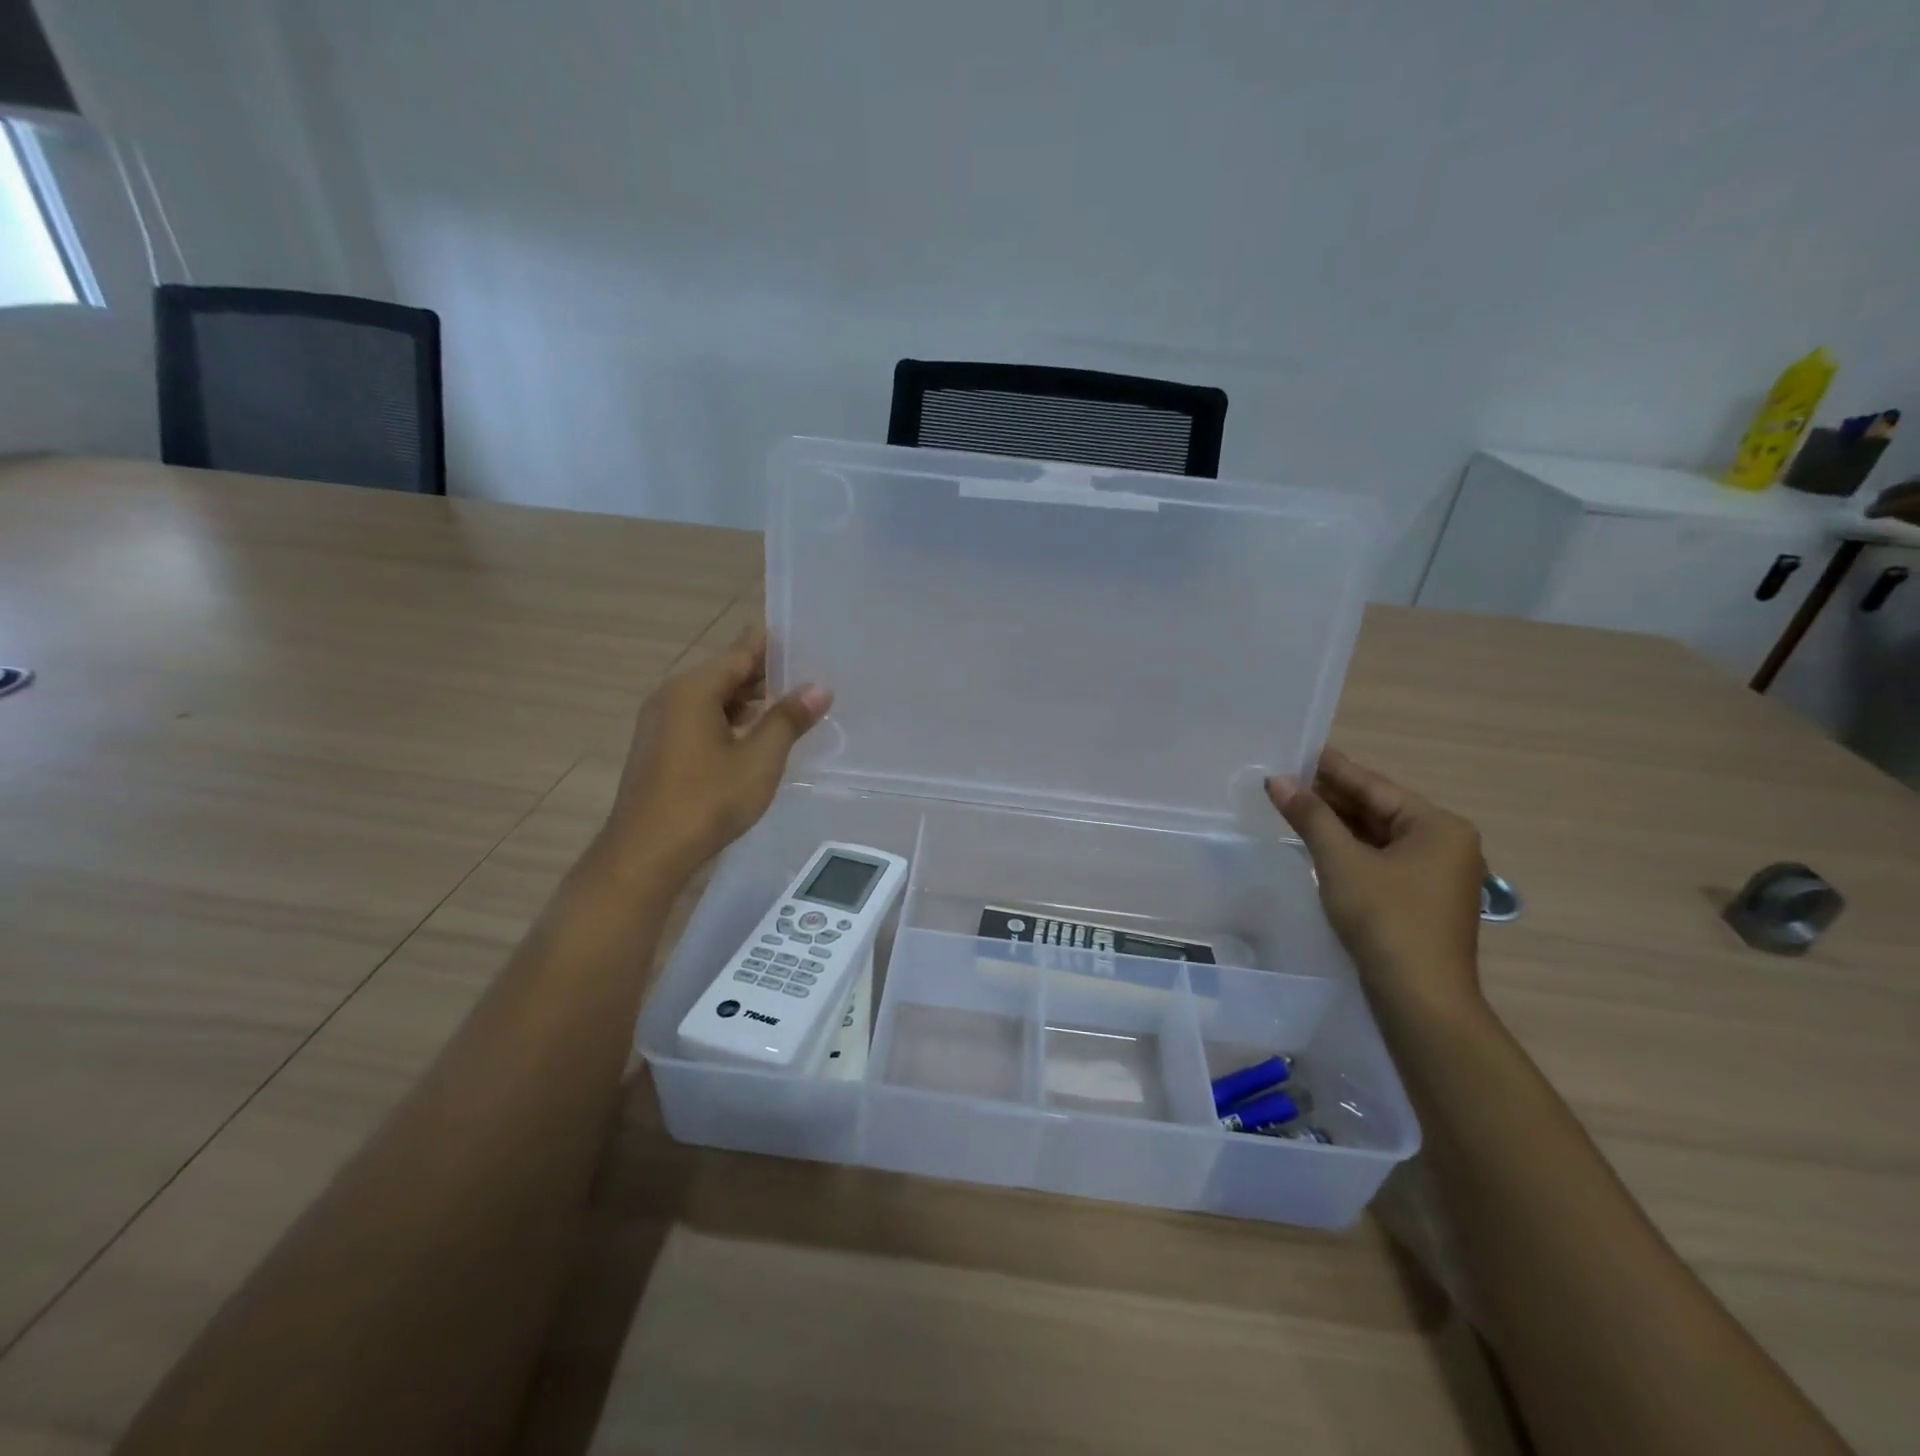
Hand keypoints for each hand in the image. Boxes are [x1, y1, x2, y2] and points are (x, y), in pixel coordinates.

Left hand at [603, 625, 830, 883]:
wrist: (646, 853)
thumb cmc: (706, 801)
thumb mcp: (759, 760)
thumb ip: (788, 719)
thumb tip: (819, 688)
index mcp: (693, 689)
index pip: (741, 651)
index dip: (774, 644)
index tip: (806, 638)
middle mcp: (672, 696)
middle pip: (726, 672)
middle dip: (766, 674)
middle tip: (811, 675)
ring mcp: (662, 723)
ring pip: (713, 698)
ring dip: (750, 700)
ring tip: (793, 704)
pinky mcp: (660, 747)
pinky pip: (701, 718)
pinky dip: (730, 719)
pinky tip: (757, 735)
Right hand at [1265, 747, 1485, 1017]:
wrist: (1419, 998)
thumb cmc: (1385, 919)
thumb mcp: (1341, 862)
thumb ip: (1310, 817)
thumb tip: (1276, 780)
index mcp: (1438, 827)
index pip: (1375, 787)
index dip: (1333, 769)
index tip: (1300, 751)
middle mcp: (1445, 845)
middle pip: (1379, 810)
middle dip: (1332, 796)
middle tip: (1287, 778)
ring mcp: (1436, 875)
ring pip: (1379, 837)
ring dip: (1338, 823)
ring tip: (1295, 805)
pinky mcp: (1420, 900)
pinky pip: (1381, 860)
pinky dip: (1350, 849)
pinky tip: (1319, 842)